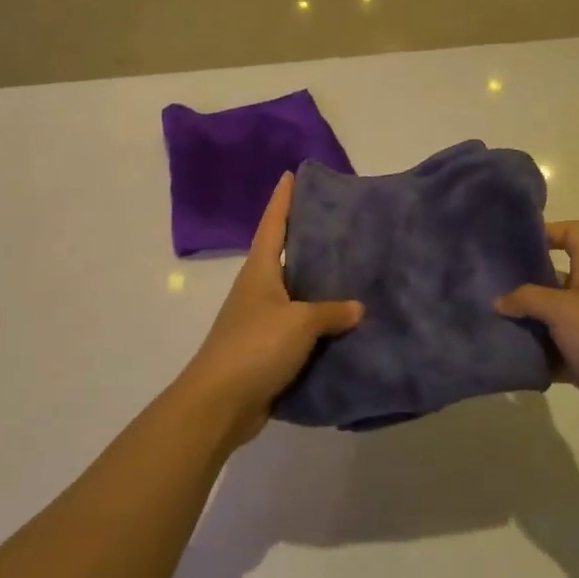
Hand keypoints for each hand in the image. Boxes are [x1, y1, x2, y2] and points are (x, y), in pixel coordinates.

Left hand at [176, 172, 362, 445]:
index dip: (283, 200)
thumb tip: (358, 307)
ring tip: (352, 272)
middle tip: (341, 224)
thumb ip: (330, 312)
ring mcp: (261, 320)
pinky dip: (319, 324)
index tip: (292, 174)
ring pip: (295, 294)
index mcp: (260, 271)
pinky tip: (344, 325)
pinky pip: (299, 329)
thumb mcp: (299, 322)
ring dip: (318, 285)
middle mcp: (259, 289)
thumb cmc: (255, 347)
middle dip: (308, 239)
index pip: (273, 224)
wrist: (220, 403)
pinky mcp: (267, 350)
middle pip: (285, 255)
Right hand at [494, 221, 578, 446]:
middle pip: (551, 276)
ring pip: (546, 317)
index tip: (516, 244)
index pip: (574, 234)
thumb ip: (527, 299)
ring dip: (522, 321)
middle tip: (486, 285)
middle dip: (521, 280)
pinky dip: (531, 353)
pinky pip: (548, 351)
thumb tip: (499, 302)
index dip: (549, 230)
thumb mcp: (564, 309)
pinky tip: (505, 355)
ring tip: (487, 321)